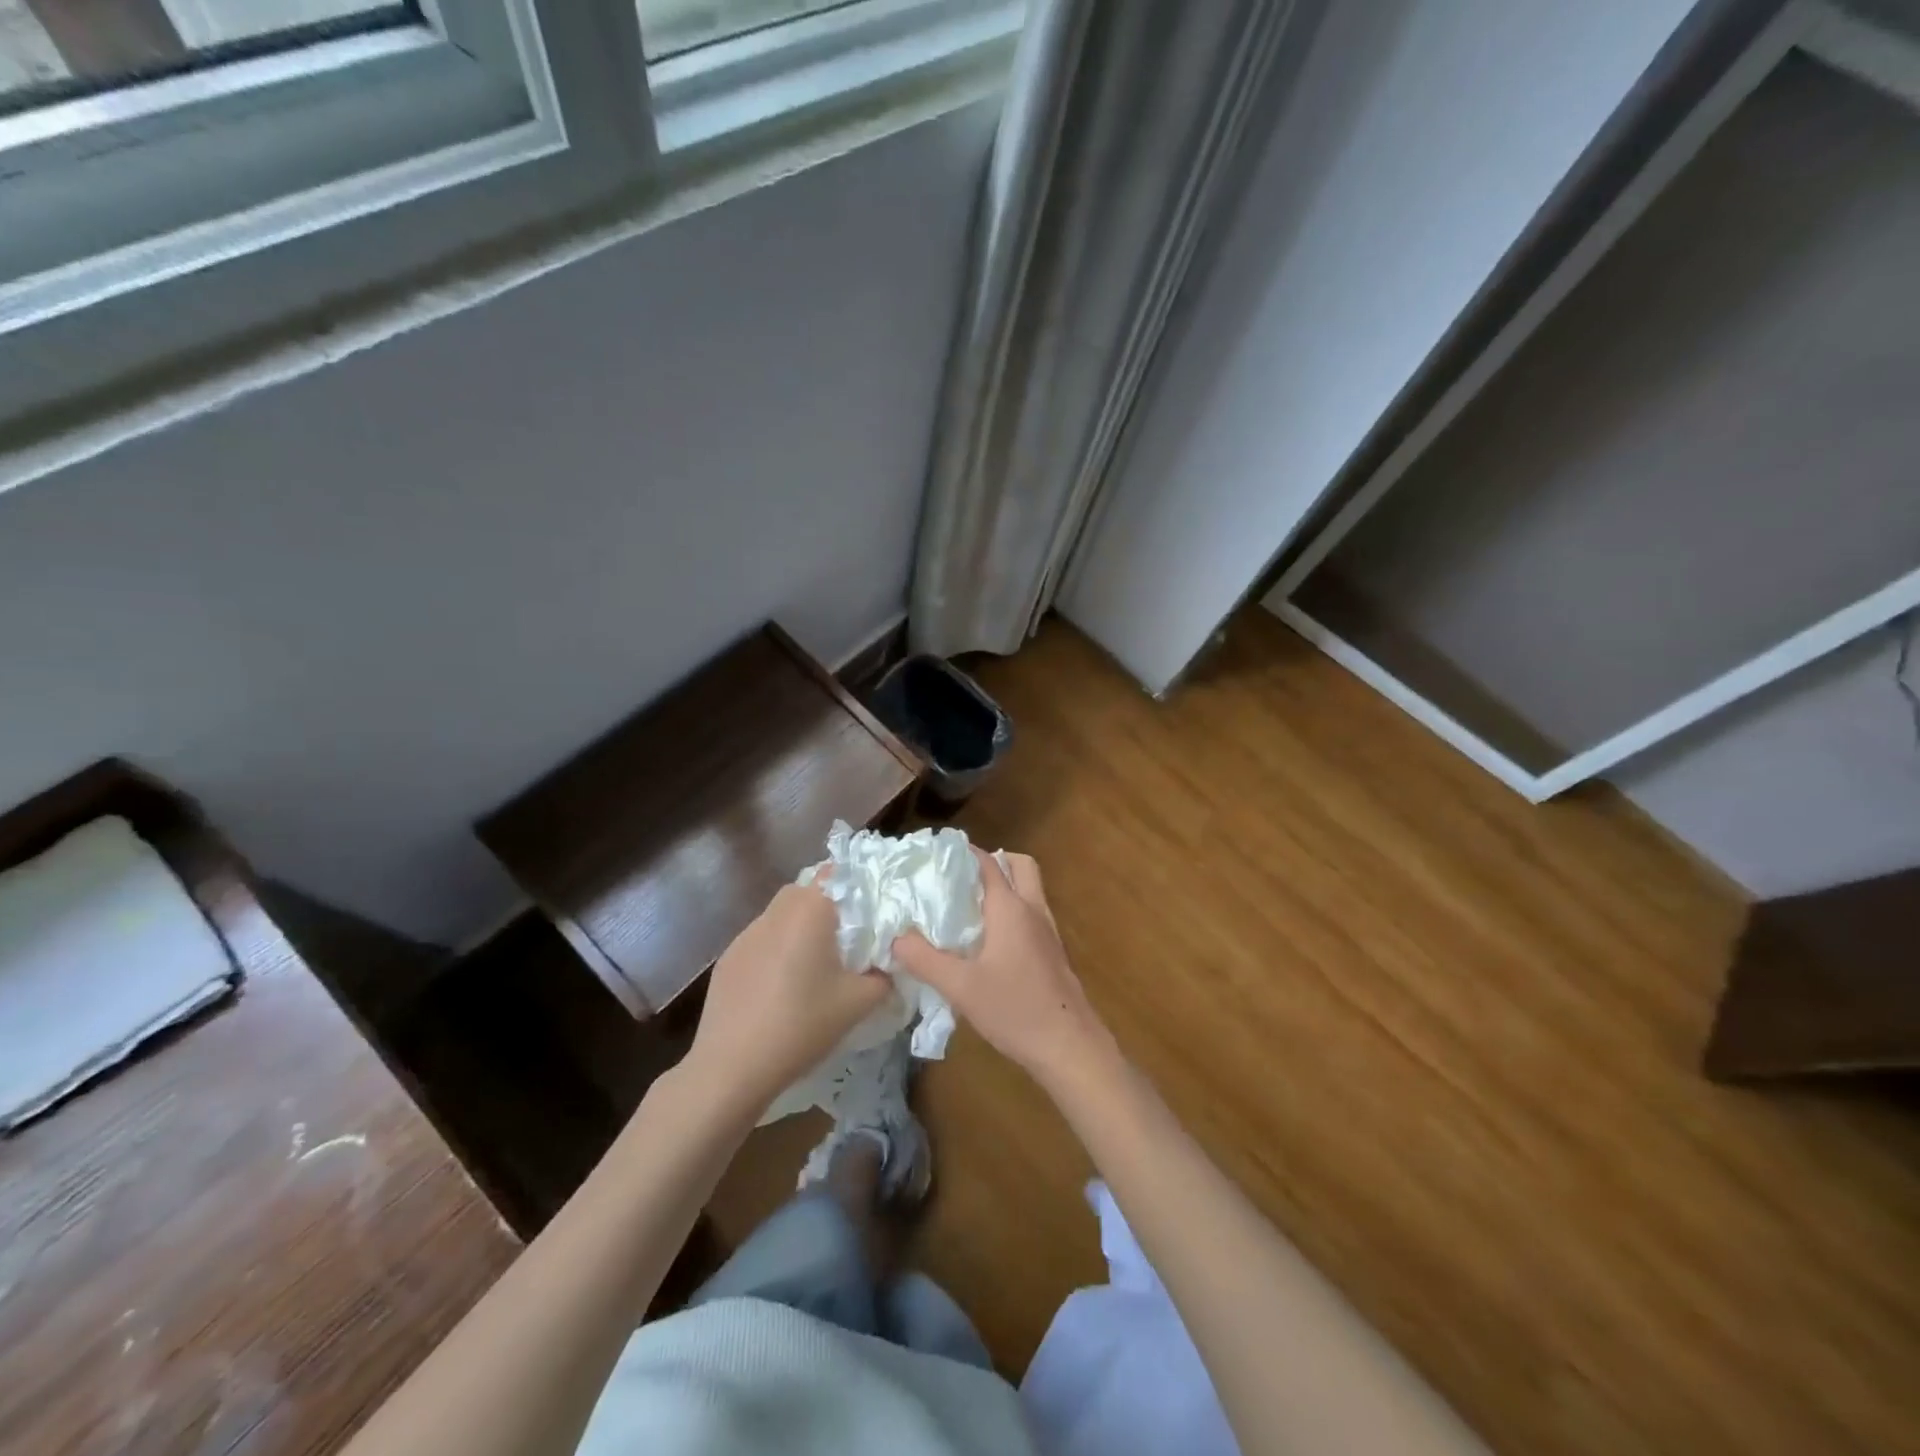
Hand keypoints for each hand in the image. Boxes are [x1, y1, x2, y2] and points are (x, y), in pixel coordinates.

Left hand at [687, 882, 892, 1113]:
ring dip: (799, 929)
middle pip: (806, 891)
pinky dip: (776, 951)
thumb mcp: (858, 1003)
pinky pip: (761, 940)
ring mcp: (746, 934)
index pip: (835, 874)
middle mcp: (776, 912)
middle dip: (827, 907)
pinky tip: (780, 988)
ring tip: (813, 966)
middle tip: (846, 940)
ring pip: (781, 915)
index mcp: (809, 911)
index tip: (870, 913)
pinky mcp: (728, 959)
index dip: (855, 887)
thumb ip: (883, 977)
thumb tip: (888, 966)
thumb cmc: (801, 1024)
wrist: (732, 1066)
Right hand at [894, 849, 1112, 1092]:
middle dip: (993, 862)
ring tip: (968, 908)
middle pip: (1019, 865)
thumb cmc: (1015, 1009)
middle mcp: (1033, 910)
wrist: (1070, 1046)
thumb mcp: (961, 987)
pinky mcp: (1053, 952)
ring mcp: (1048, 931)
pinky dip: (1013, 912)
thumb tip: (895, 939)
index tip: (936, 856)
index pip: (988, 863)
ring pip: (1029, 890)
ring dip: (1005, 887)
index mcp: (1011, 908)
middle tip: (962, 879)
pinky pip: (1032, 914)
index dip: (964, 853)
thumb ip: (925, 960)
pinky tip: (989, 942)